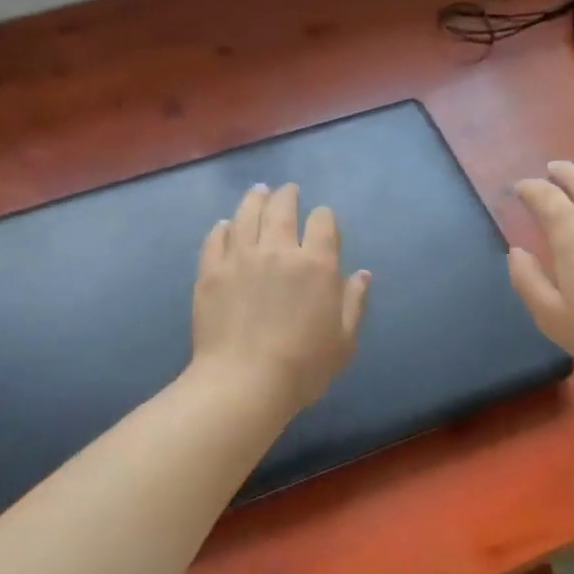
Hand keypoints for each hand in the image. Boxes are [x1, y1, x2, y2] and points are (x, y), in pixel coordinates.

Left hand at [190, 183, 370, 415]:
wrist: (244, 382)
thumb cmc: (304, 367)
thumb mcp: (344, 341)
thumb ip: (354, 303)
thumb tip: (362, 274)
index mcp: (317, 265)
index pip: (323, 223)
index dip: (324, 217)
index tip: (322, 220)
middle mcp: (279, 251)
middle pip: (282, 209)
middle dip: (288, 196)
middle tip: (288, 191)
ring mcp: (240, 258)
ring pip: (247, 215)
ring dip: (255, 199)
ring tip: (259, 191)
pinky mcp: (211, 272)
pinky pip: (216, 238)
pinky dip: (224, 227)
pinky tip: (226, 225)